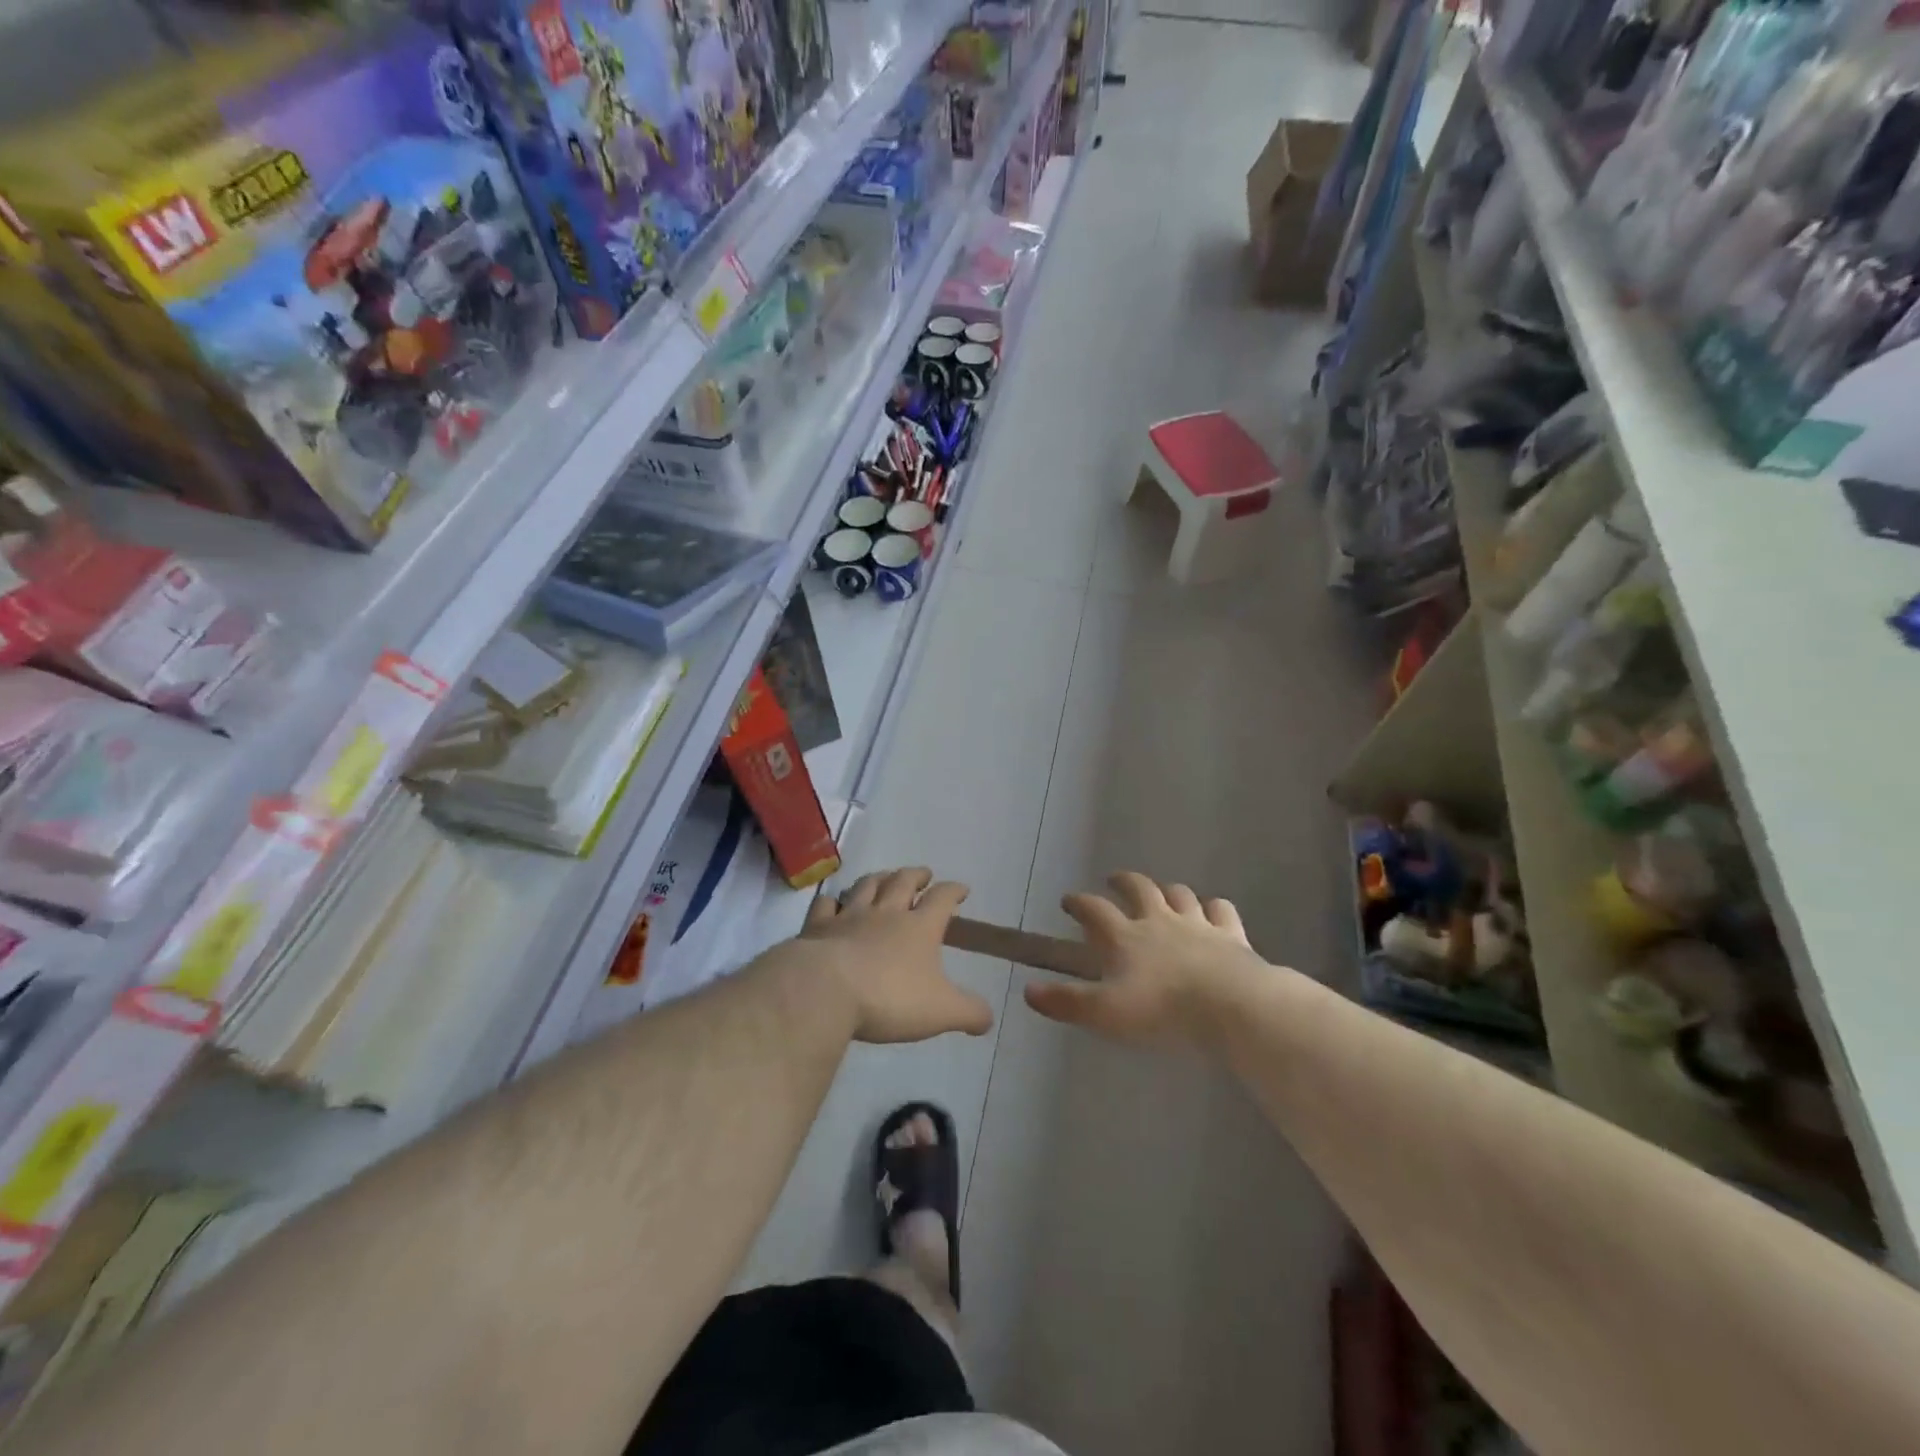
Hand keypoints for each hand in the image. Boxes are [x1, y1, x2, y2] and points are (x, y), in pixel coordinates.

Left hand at [802, 867, 994, 1043]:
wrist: (826, 991)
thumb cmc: (889, 998)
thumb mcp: (941, 1011)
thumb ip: (969, 1013)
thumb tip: (989, 1018)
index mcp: (919, 927)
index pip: (942, 898)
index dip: (954, 891)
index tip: (961, 890)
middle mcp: (886, 913)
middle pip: (903, 882)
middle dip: (917, 875)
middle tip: (924, 874)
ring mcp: (849, 916)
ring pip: (867, 886)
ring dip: (879, 878)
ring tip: (885, 877)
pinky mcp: (818, 927)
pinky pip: (826, 905)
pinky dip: (832, 901)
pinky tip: (833, 902)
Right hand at [1024, 872, 1268, 1048]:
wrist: (1231, 1006)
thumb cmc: (1162, 1011)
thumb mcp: (1105, 1013)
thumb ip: (1066, 1001)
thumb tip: (1028, 990)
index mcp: (1125, 936)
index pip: (1094, 910)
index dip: (1079, 903)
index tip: (1068, 900)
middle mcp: (1158, 920)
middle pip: (1139, 888)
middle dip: (1123, 881)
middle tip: (1114, 880)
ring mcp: (1197, 923)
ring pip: (1179, 894)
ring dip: (1167, 890)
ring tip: (1162, 893)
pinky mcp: (1230, 934)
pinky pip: (1221, 911)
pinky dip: (1214, 908)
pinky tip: (1214, 911)